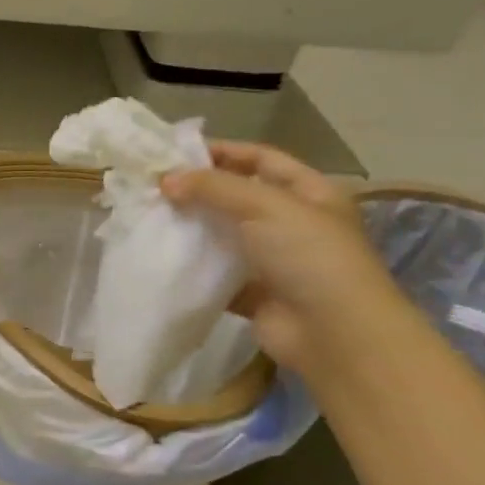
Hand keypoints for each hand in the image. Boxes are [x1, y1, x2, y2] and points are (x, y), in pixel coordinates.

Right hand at [162, 141, 408, 376]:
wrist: (332, 332)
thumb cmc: (309, 256)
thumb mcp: (266, 206)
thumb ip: (215, 188)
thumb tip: (166, 179)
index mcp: (309, 193)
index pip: (261, 160)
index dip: (223, 152)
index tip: (176, 154)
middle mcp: (293, 223)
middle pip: (239, 198)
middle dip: (200, 192)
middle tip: (155, 189)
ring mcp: (274, 261)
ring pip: (225, 237)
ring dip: (193, 229)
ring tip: (151, 220)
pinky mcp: (254, 294)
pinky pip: (217, 275)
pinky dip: (194, 270)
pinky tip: (163, 260)